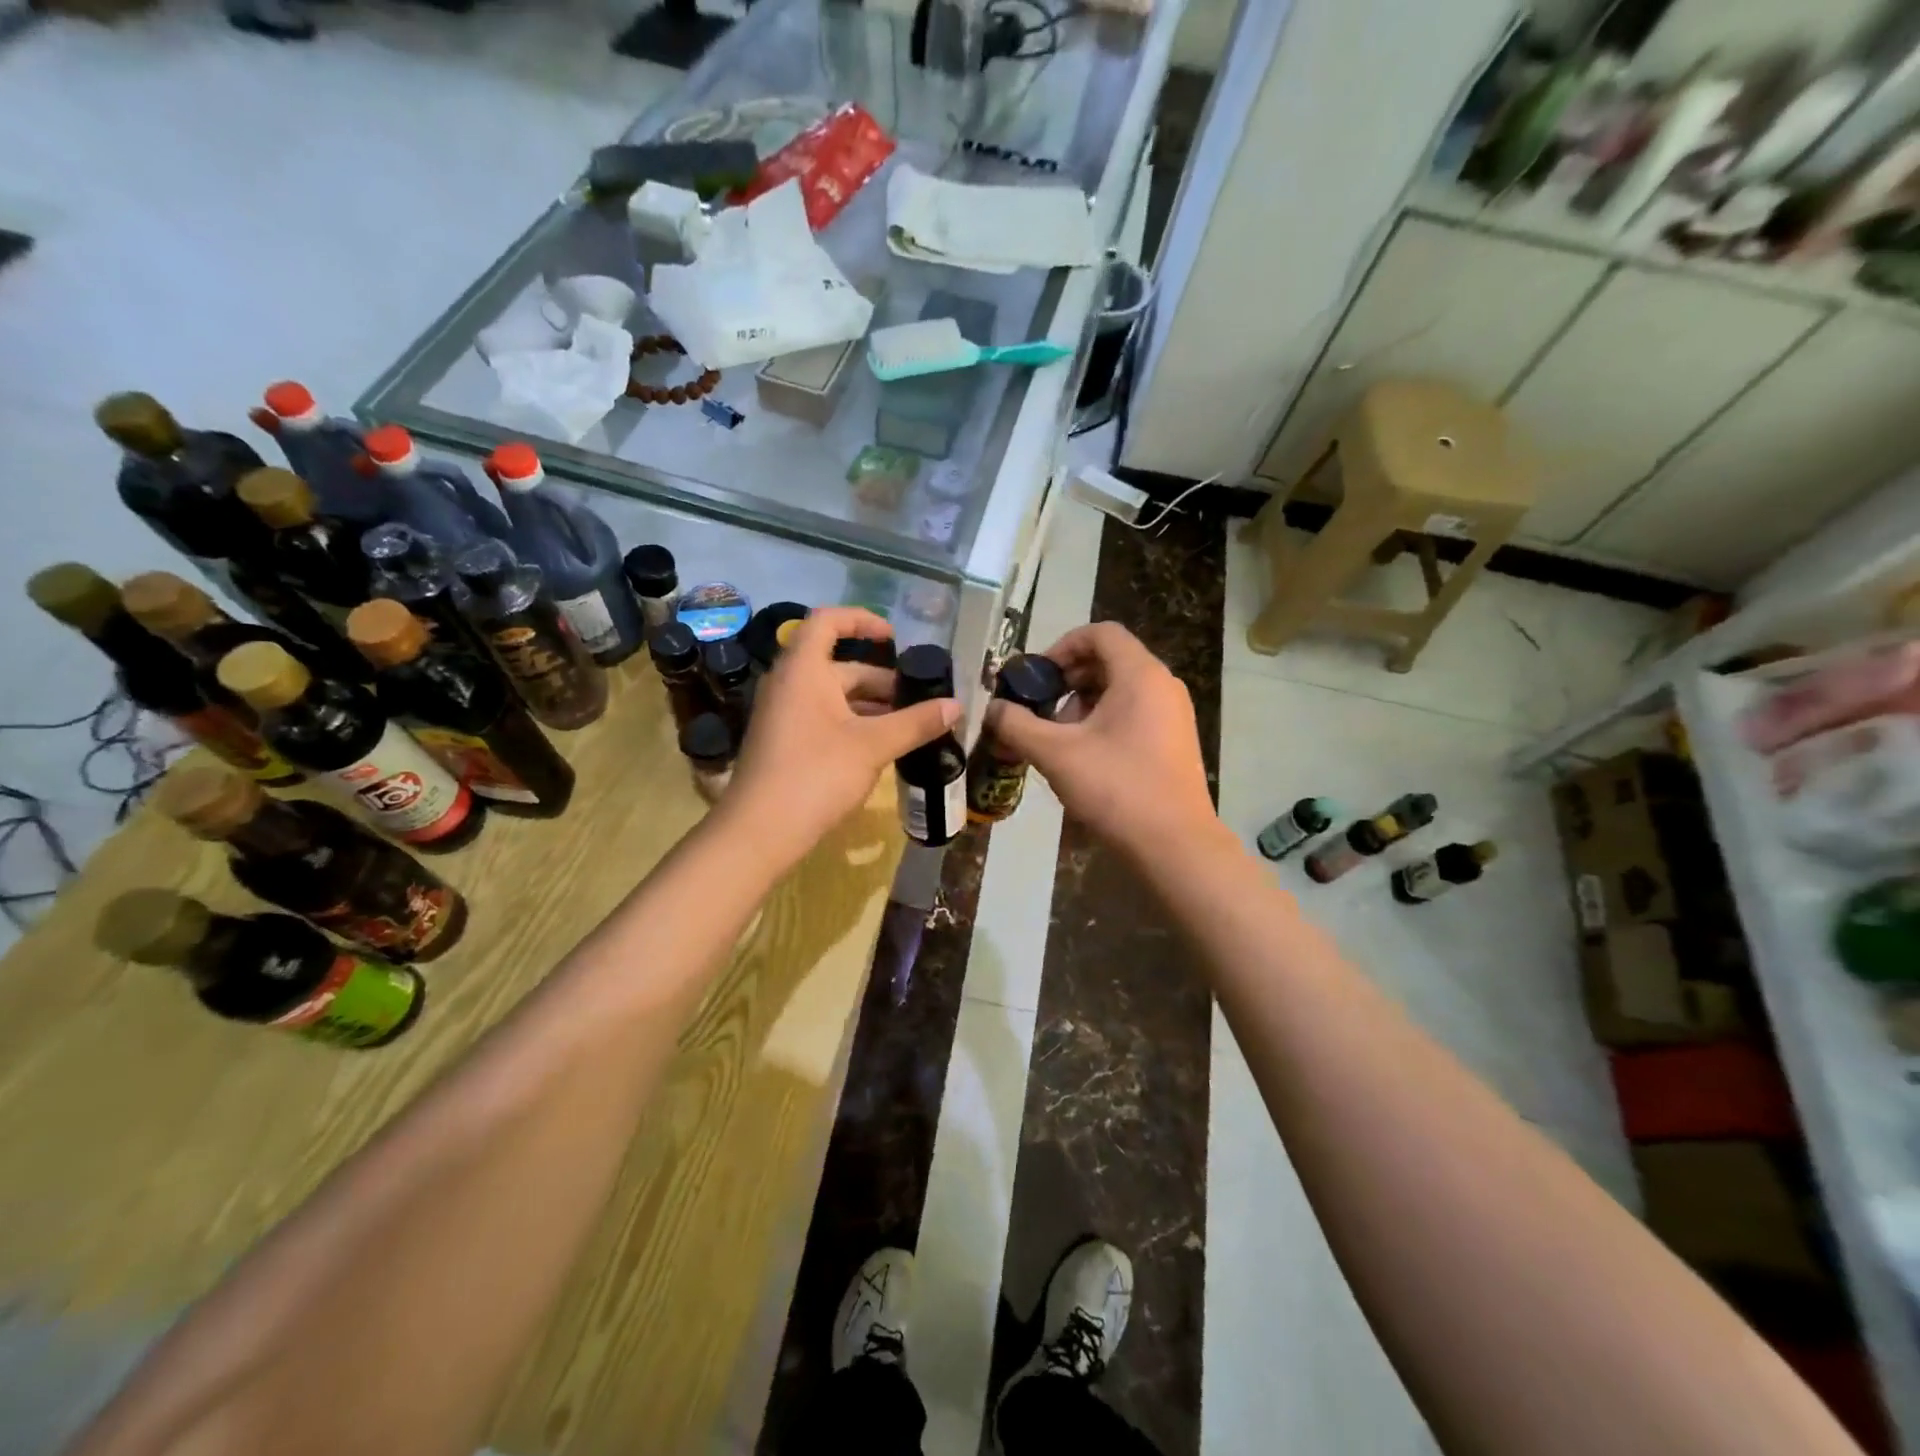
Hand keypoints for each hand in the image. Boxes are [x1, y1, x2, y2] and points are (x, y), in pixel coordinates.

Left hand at [722, 607, 958, 870]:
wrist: (760, 831)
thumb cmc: (816, 774)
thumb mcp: (873, 745)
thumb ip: (916, 722)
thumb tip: (956, 705)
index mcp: (804, 669)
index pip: (829, 620)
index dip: (863, 620)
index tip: (895, 638)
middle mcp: (789, 683)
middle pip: (840, 665)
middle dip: (882, 680)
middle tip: (920, 700)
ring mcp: (784, 714)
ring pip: (834, 696)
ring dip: (872, 706)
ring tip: (911, 725)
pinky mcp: (785, 742)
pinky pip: (824, 718)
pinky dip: (854, 724)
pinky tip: (882, 747)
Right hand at [986, 622, 1217, 858]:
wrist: (1174, 845)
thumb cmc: (1116, 788)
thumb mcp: (1055, 754)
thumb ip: (1017, 725)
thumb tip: (993, 709)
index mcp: (1140, 675)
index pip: (1100, 633)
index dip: (1062, 646)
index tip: (1037, 677)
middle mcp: (1163, 686)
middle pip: (1109, 661)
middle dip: (1068, 681)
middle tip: (1041, 710)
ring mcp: (1174, 715)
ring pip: (1121, 690)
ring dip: (1083, 705)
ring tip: (1059, 740)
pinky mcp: (1175, 742)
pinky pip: (1134, 714)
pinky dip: (1104, 722)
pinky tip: (1084, 758)